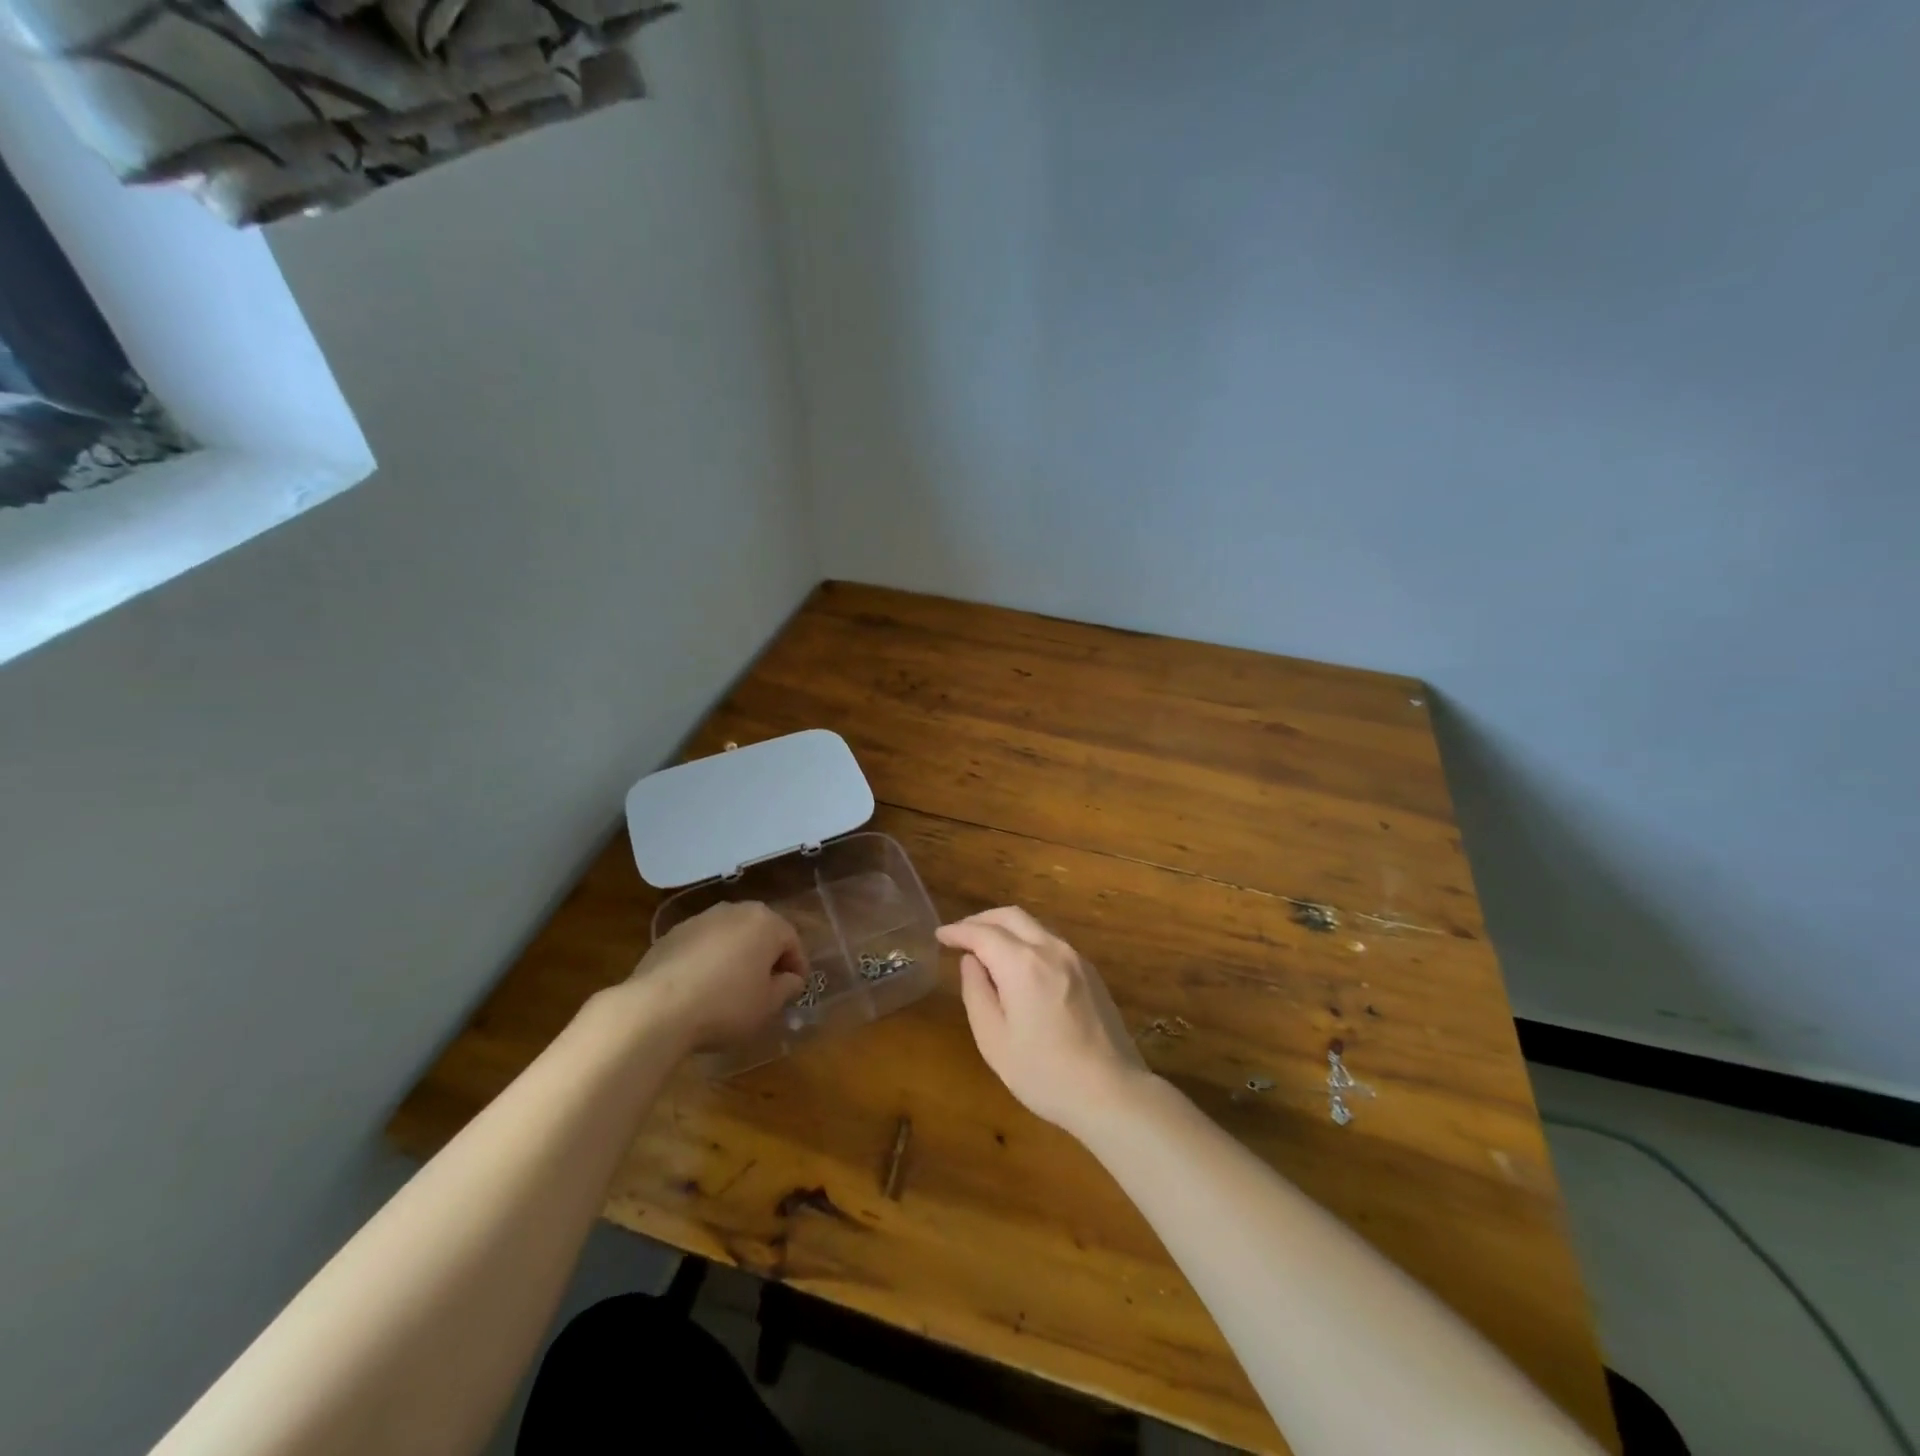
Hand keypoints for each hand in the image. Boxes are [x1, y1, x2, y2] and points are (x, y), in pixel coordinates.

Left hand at [628, 902, 805, 1050]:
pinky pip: (702, 946)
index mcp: (765, 922)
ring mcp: (700, 919)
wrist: (656, 1008)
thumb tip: (791, 979)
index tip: (794, 990)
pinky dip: (707, 961)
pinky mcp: (671, 934)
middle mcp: (735, 910)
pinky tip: (700, 988)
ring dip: (736, 957)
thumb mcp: (768, 1005)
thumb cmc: (725, 1005)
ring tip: (731, 988)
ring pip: (730, 936)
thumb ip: (787, 988)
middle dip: (766, 957)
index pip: (792, 941)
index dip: (797, 967)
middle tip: (766, 987)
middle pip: (760, 933)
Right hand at [936, 907, 1149, 1138]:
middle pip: (1011, 916)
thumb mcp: (994, 1040)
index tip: (940, 935)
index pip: (982, 933)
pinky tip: (1019, 963)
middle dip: (981, 920)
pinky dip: (1027, 940)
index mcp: (1022, 964)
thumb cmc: (1044, 1073)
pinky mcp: (1090, 972)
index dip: (958, 931)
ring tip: (986, 947)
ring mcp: (1075, 958)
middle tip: (960, 935)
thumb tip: (971, 961)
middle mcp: (1050, 949)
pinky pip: (1051, 941)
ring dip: (1005, 927)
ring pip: (1034, 925)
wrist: (1111, 1092)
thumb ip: (977, 993)